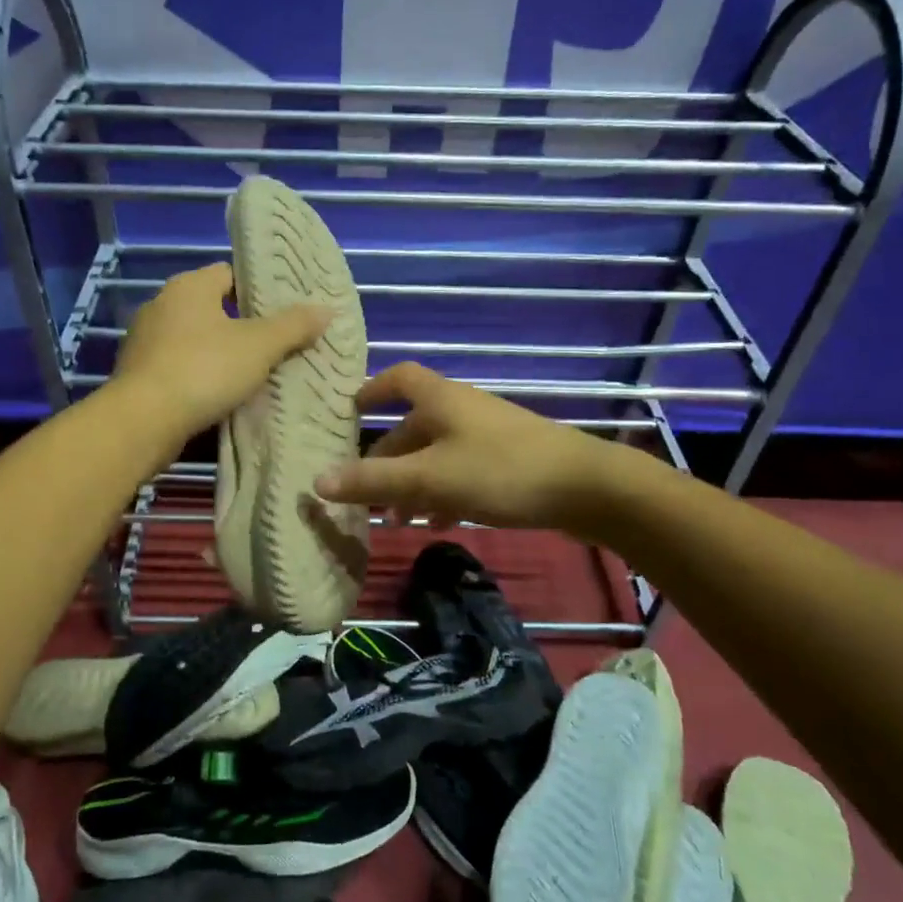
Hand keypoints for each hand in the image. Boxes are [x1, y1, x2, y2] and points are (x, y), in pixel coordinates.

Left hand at [110, 263, 331, 446]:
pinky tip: (221, 395)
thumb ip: (294, 326)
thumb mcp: (259, 346)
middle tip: (277, 343)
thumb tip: (325, 309)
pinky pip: (179, 367)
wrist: (143, 421)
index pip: (230, 274)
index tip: (284, 311)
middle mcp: (162, 305)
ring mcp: (145, 340)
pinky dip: (200, 376)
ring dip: (220, 353)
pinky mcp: (139, 374)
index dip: (259, 290)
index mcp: (189, 287)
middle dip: (243, 325)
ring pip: (195, 340)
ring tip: (254, 372)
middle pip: (213, 308)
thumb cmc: (204, 370)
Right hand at [312, 363, 608, 530]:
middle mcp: (461, 409)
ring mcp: (487, 434)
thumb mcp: (429, 478)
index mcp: (440, 399)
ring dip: (414, 483)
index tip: (349, 411)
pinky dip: (444, 492)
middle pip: (413, 426)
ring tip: (399, 520)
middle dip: (388, 460)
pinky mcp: (508, 460)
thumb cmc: (499, 471)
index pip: (398, 378)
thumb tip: (317, 482)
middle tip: (365, 494)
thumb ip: (374, 482)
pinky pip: (462, 470)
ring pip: (437, 454)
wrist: (585, 487)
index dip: (371, 390)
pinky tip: (441, 523)